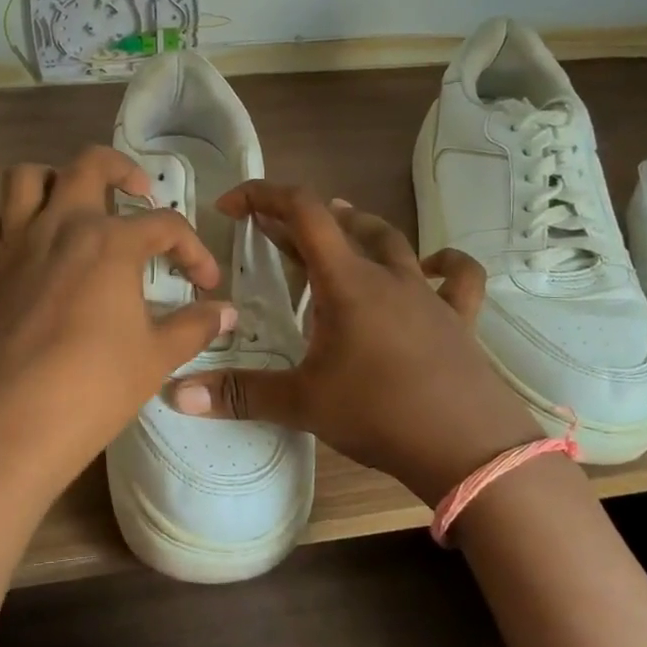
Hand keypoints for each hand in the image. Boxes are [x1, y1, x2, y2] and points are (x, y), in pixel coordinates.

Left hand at [0, 146, 234, 490]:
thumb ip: (195, 326)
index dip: (193, 249)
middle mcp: (59, 227)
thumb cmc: (93, 389)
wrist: (10, 428)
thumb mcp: (157, 358)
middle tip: (137, 194)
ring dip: (50, 182)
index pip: (165, 225)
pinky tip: (4, 241)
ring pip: (22, 180)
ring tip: (71, 208)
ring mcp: (11, 247)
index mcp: (110, 242)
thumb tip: (226, 312)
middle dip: (120, 169)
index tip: (204, 283)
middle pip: (88, 165)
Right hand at [168, 184, 537, 503]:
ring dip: (358, 229)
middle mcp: (389, 275)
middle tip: (271, 233)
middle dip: (300, 219)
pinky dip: (442, 263)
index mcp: (347, 281)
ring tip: (336, 230)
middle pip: (343, 223)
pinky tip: (431, 264)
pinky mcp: (458, 319)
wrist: (470, 450)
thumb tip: (175, 394)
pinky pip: (457, 277)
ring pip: (392, 241)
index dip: (263, 196)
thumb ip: (240, 394)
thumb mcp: (303, 404)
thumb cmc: (381, 414)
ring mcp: (428, 295)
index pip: (302, 211)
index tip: (231, 206)